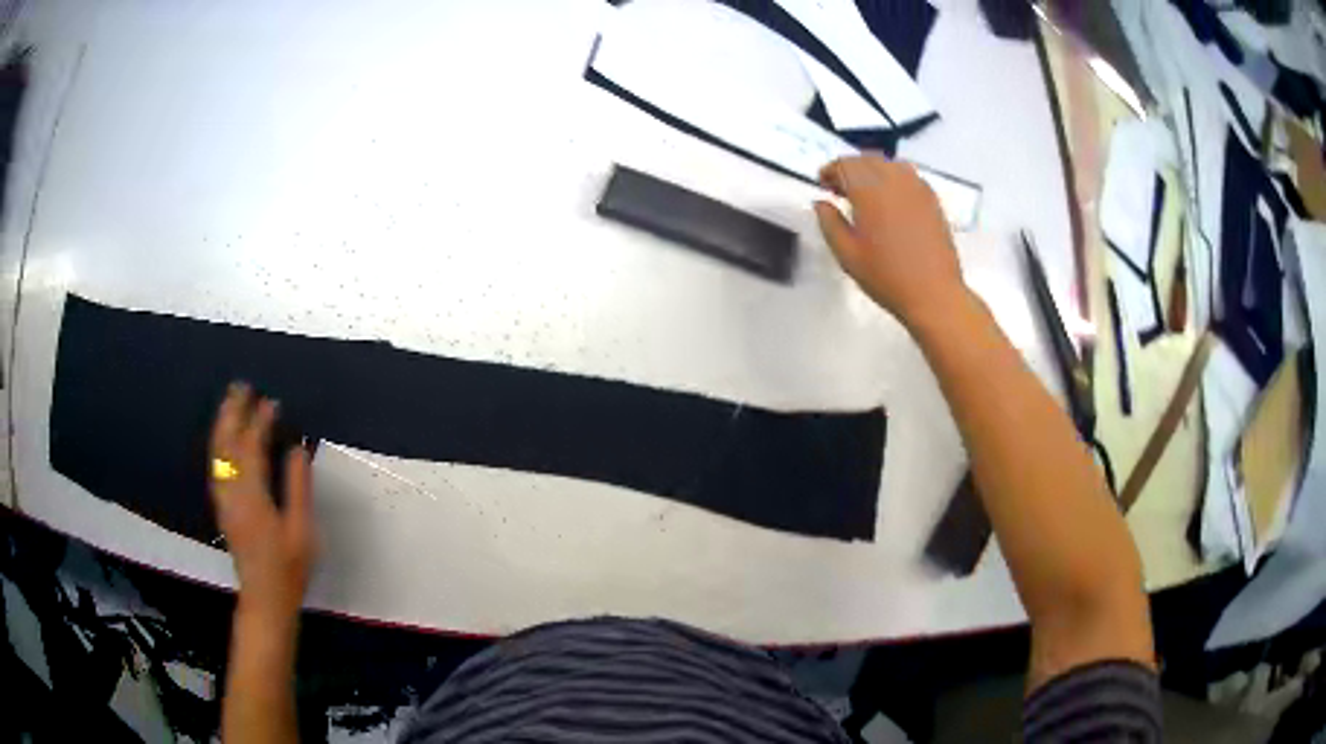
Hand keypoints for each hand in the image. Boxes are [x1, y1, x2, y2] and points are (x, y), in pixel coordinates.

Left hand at [209, 382, 315, 624]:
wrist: (265, 598)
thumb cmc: (289, 567)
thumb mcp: (302, 530)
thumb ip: (298, 488)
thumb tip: (297, 449)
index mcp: (252, 496)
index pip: (252, 448)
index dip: (260, 422)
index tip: (271, 402)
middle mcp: (232, 492)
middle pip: (227, 444)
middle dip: (233, 413)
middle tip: (241, 387)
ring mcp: (224, 500)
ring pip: (217, 454)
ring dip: (222, 425)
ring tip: (230, 403)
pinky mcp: (223, 508)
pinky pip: (216, 467)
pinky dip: (219, 445)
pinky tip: (223, 440)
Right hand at [814, 156, 968, 330]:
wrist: (934, 294)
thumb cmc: (886, 277)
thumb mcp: (847, 255)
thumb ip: (829, 223)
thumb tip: (821, 203)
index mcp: (870, 190)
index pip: (845, 164)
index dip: (830, 171)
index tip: (823, 186)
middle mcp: (894, 180)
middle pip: (867, 159)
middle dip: (850, 169)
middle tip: (840, 191)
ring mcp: (917, 187)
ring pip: (889, 164)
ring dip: (872, 172)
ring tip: (866, 195)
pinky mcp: (931, 199)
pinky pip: (908, 176)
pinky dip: (893, 179)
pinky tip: (890, 202)